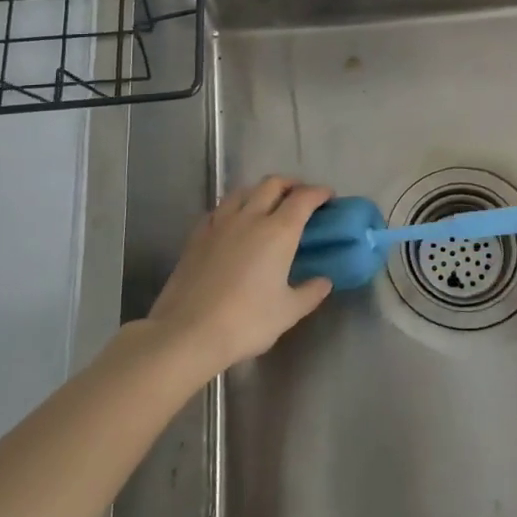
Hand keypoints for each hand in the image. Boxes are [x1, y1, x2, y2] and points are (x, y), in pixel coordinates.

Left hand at [147, 176, 333, 379]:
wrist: (188, 332)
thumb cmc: (246, 322)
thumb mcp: (288, 312)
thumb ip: (310, 292)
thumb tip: (324, 281)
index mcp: (278, 231)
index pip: (303, 198)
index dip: (319, 193)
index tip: (328, 197)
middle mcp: (250, 217)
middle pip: (272, 184)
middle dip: (291, 184)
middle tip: (301, 197)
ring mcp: (220, 223)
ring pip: (243, 191)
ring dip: (261, 191)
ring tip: (268, 205)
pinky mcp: (197, 235)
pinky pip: (220, 209)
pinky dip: (234, 207)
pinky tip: (234, 223)